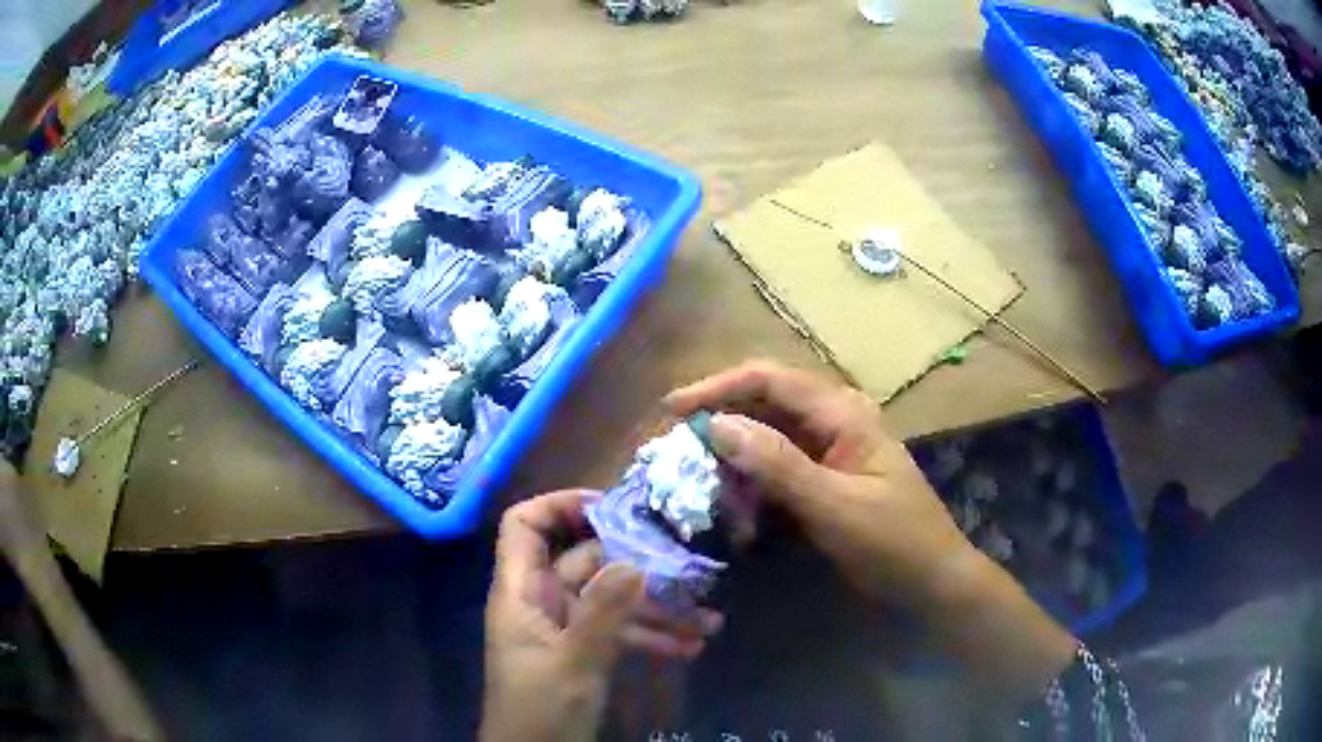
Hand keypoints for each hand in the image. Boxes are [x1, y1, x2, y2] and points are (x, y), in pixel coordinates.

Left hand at [481, 490, 722, 741]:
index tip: (614, 509)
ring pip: (609, 600)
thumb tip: (634, 559)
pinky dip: (649, 636)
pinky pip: (617, 632)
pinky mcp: (582, 652)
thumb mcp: (574, 663)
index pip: (524, 525)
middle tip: (687, 567)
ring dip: (654, 608)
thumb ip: (603, 612)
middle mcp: (541, 601)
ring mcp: (563, 628)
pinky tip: (691, 646)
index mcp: (520, 592)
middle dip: (635, 565)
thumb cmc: (541, 711)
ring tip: (707, 620)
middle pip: (583, 561)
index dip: (561, 506)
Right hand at [667, 361, 1076, 703]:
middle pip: (766, 402)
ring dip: (735, 457)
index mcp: (843, 413)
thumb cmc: (891, 541)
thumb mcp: (834, 506)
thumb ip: (778, 465)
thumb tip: (718, 425)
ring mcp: (831, 449)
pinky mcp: (826, 477)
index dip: (718, 387)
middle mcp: (834, 420)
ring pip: (769, 436)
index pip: (770, 380)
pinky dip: (753, 481)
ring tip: (702, 482)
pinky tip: (737, 505)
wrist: (930, 579)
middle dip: (722, 421)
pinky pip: (779, 467)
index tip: (673, 409)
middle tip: (677, 447)